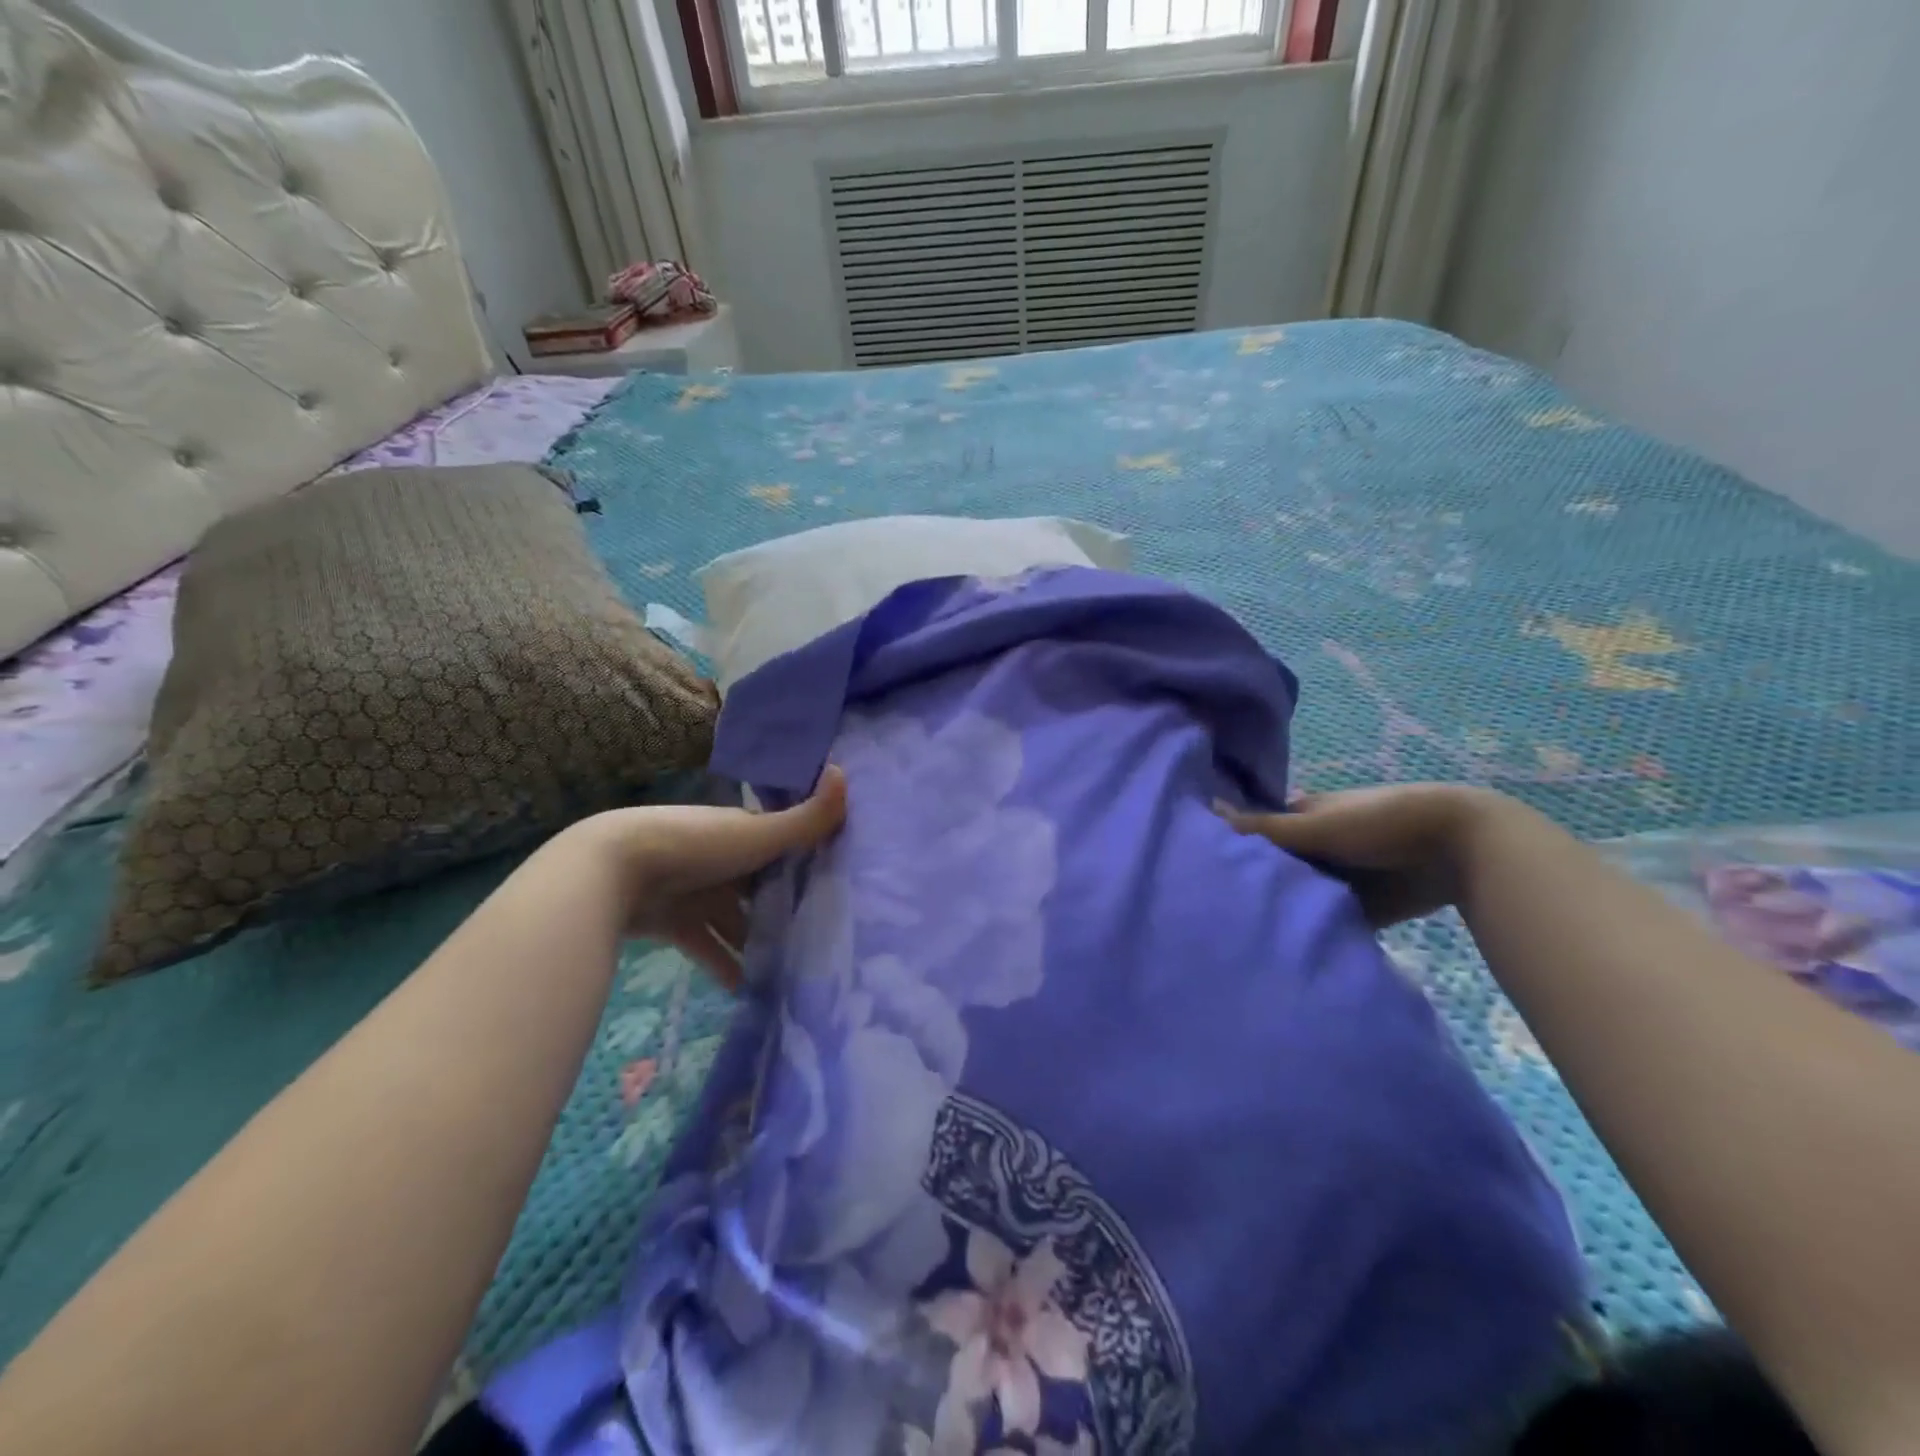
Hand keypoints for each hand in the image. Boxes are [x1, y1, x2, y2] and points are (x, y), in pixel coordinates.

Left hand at [573, 766, 847, 988]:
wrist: (614, 871)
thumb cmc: (696, 846)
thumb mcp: (759, 834)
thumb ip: (807, 818)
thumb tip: (845, 772)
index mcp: (741, 834)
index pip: (781, 848)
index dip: (807, 865)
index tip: (839, 890)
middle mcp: (721, 861)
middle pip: (760, 888)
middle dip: (785, 909)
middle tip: (823, 938)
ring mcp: (696, 893)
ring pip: (736, 922)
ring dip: (759, 944)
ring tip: (796, 971)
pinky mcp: (675, 925)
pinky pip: (708, 950)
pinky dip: (726, 969)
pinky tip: (751, 992)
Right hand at [1217, 783, 1501, 927]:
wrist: (1459, 849)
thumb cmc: (1378, 822)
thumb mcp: (1314, 825)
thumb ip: (1261, 828)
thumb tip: (1204, 810)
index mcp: (1301, 817)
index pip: (1256, 833)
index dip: (1231, 849)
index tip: (1200, 871)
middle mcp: (1315, 848)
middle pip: (1275, 869)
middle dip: (1254, 885)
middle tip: (1214, 910)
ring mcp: (1338, 879)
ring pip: (1299, 897)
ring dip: (1281, 911)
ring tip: (1238, 934)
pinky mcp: (1360, 910)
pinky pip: (1327, 923)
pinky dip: (1311, 933)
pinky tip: (1281, 950)